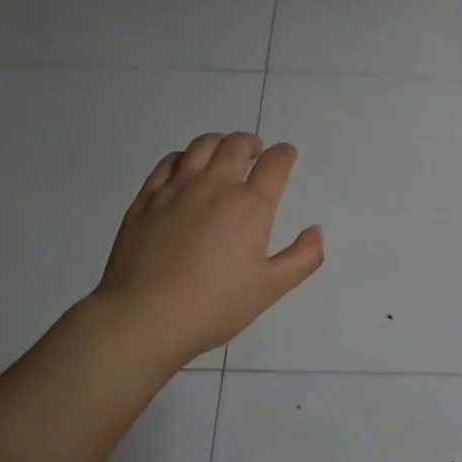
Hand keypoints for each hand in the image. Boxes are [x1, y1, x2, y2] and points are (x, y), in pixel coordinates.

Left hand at [94, 132, 323, 365]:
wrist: (145, 317)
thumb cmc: (215, 306)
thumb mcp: (271, 288)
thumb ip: (302, 257)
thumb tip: (315, 231)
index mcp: (250, 205)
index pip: (275, 163)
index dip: (285, 154)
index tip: (286, 156)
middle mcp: (215, 186)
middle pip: (236, 145)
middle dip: (251, 143)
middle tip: (256, 152)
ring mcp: (176, 188)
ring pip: (201, 146)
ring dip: (219, 143)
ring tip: (223, 154)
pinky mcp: (147, 198)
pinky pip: (169, 162)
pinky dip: (184, 157)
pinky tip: (186, 169)